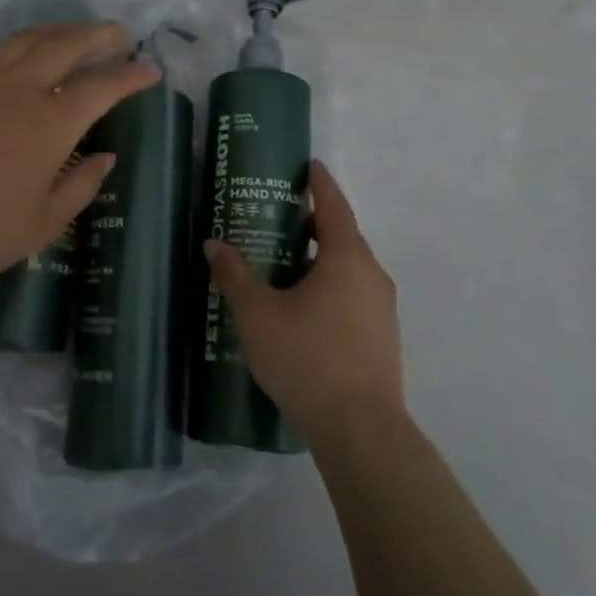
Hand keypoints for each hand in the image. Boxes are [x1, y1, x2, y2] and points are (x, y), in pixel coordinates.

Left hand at [0, 22, 159, 307]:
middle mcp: (17, 91)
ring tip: (76, 37)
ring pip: (26, 40)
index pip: (101, 86)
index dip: (130, 74)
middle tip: (119, 35)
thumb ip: (82, 183)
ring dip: (58, 32)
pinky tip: (24, 71)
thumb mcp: (46, 222)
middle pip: (65, 44)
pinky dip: (19, 56)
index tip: (150, 70)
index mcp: (48, 125)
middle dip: (98, 35)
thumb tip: (104, 155)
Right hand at [204, 161, 403, 445]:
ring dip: (317, 259)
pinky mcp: (381, 337)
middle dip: (311, 224)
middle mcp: (371, 276)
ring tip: (281, 262)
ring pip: (346, 270)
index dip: (320, 184)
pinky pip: (351, 295)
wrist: (360, 429)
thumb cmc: (307, 358)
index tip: (308, 165)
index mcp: (346, 259)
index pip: (334, 207)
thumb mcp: (258, 314)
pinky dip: (327, 286)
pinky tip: (300, 306)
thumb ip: (235, 276)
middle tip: (276, 216)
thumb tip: (214, 244)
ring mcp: (381, 309)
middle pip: (341, 237)